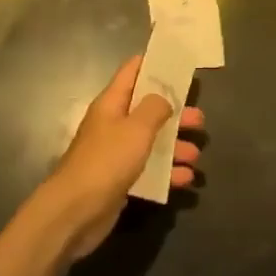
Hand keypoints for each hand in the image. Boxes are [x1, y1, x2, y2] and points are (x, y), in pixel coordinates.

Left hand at [35, 55, 204, 260]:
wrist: (75, 212)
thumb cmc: (107, 161)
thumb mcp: (136, 128)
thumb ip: (154, 108)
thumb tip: (164, 99)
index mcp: (112, 102)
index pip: (133, 71)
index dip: (155, 64)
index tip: (179, 63)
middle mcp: (113, 124)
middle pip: (148, 109)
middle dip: (175, 113)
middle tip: (199, 119)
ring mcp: (116, 153)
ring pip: (151, 142)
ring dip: (175, 146)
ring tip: (196, 154)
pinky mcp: (120, 180)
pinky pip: (148, 170)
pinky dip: (167, 172)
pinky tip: (186, 178)